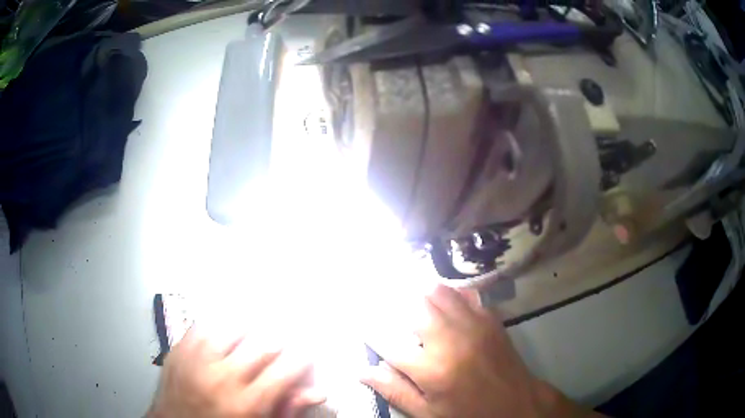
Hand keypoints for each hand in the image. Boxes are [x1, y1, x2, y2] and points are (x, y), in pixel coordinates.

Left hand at [147, 325, 324, 417]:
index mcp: (246, 405)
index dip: (303, 358)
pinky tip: (226, 328)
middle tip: (284, 340)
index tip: (308, 352)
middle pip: (262, 345)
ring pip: (232, 328)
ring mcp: (195, 361)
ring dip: (249, 328)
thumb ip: (287, 411)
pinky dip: (218, 324)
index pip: (286, 370)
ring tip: (256, 330)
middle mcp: (221, 379)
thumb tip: (317, 393)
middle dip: (280, 341)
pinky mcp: (178, 351)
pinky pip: (202, 326)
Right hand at [361, 285, 598, 417]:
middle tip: (377, 294)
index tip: (357, 317)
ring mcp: (473, 324)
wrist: (517, 404)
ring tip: (403, 289)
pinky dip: (447, 291)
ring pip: (437, 292)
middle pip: (411, 306)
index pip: (386, 341)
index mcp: (430, 369)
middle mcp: (449, 340)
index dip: (368, 327)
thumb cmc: (468, 413)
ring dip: (417, 290)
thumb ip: (394, 391)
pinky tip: (439, 295)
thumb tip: (361, 370)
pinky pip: (464, 293)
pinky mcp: (489, 318)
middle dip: (390, 299)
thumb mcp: (428, 413)